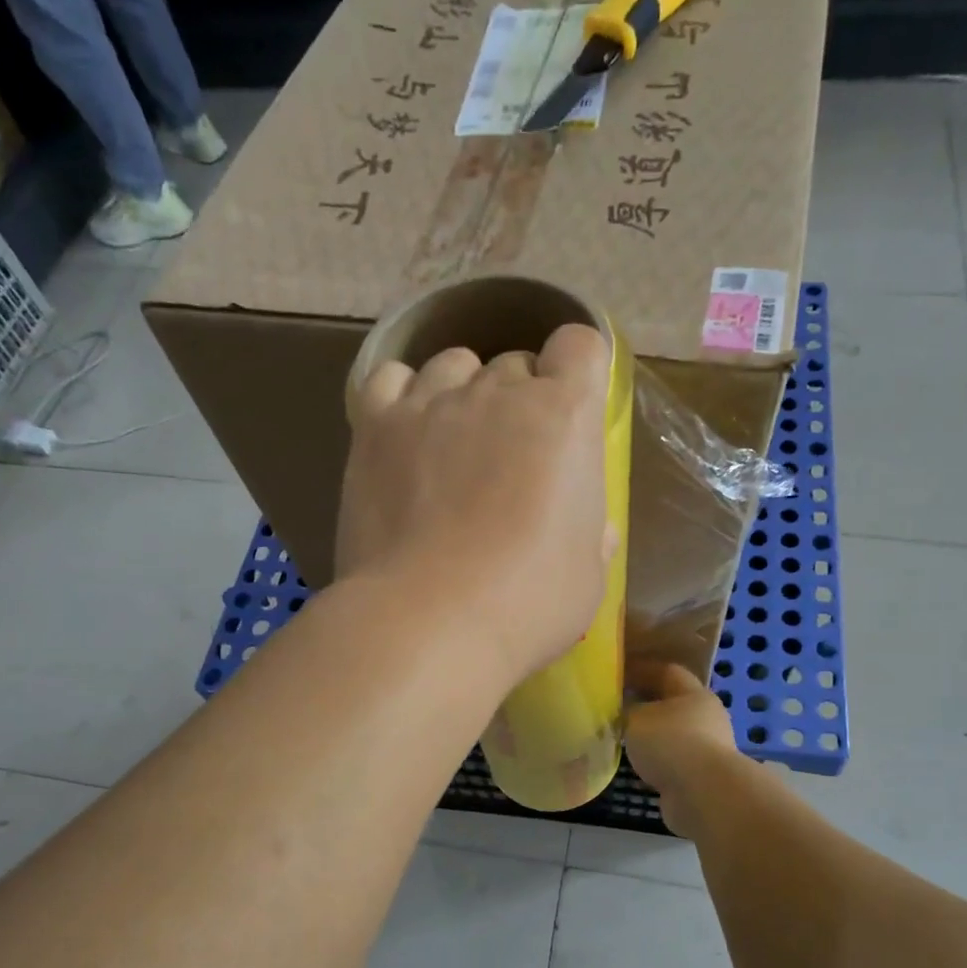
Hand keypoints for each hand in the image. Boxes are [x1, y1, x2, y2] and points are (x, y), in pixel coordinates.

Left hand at [337, 323, 612, 685]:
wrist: (428, 621)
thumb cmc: (526, 604)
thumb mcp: (588, 576)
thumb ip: (590, 534)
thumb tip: (590, 526)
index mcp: (565, 417)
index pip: (579, 346)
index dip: (577, 373)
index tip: (570, 414)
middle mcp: (498, 391)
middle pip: (516, 364)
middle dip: (520, 402)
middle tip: (511, 460)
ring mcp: (431, 403)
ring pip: (454, 365)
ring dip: (463, 393)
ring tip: (455, 446)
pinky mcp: (376, 426)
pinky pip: (391, 380)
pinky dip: (403, 397)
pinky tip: (406, 434)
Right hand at [625, 660, 739, 838]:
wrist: (704, 794)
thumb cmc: (670, 743)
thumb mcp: (636, 719)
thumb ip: (627, 710)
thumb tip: (624, 711)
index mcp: (694, 694)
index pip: (667, 671)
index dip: (641, 670)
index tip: (618, 674)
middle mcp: (706, 717)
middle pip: (672, 703)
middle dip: (646, 703)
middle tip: (617, 706)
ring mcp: (708, 748)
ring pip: (674, 734)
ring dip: (652, 735)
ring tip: (623, 738)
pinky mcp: (703, 776)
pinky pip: (674, 760)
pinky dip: (657, 760)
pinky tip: (638, 765)